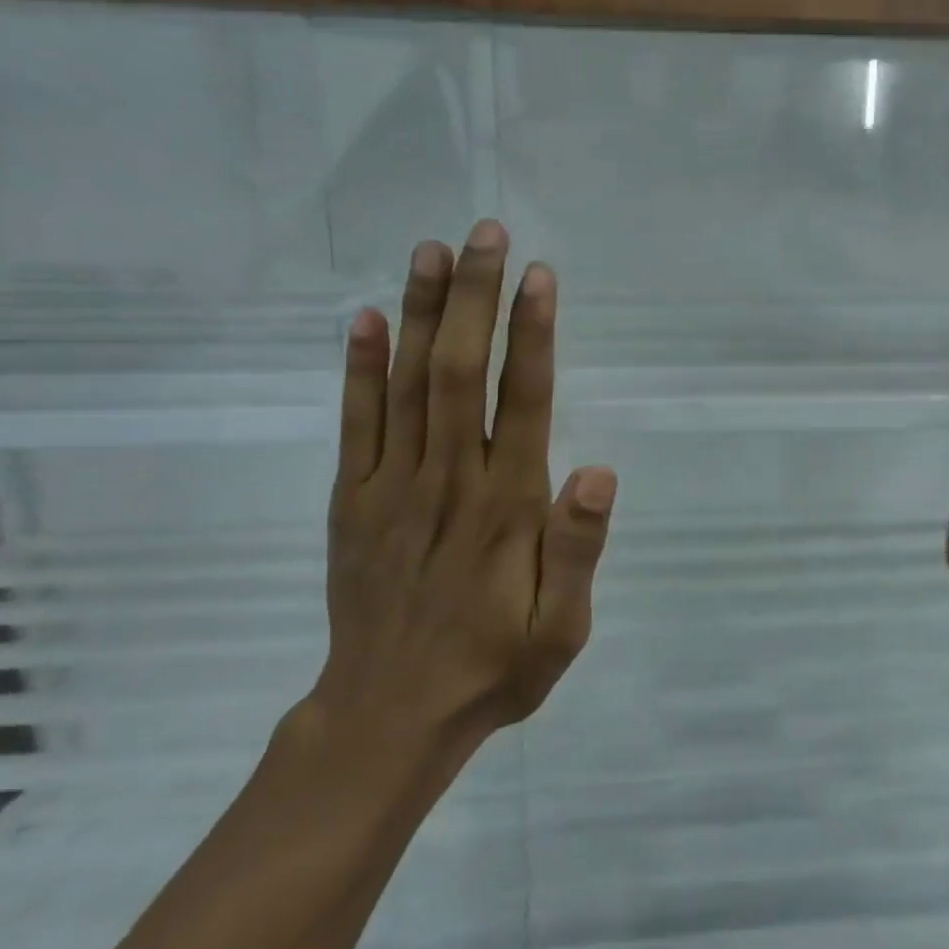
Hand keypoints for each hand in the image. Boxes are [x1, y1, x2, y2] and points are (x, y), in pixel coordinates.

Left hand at [298, 219, 617, 771]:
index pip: (524, 401)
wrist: (390, 716)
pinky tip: (364, 319)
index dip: (531, 334)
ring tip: (432, 251)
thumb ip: (579, 549)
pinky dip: (358, 369)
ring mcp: (391, 487)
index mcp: (506, 507)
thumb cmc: (493, 668)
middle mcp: (448, 481)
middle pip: (461, 371)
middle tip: (485, 233)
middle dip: (475, 298)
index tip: (536, 275)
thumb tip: (598, 470)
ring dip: (420, 313)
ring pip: (407, 384)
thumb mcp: (562, 630)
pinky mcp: (351, 501)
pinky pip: (355, 423)